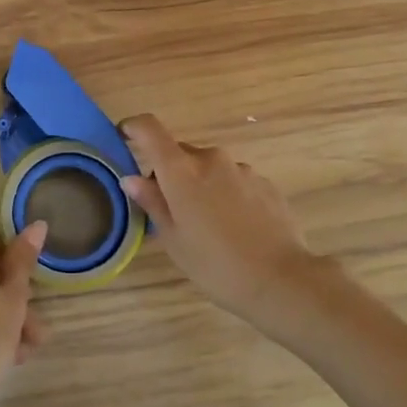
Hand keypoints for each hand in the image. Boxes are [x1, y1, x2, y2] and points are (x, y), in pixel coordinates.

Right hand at [119, 114, 321, 325]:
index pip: (150, 129)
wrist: (281, 280)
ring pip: (209, 168)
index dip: (134, 127)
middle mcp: (211, 159)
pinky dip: (226, 194)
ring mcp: (242, 169)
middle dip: (170, 172)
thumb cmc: (216, 265)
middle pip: (180, 153)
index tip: (124, 136)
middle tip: (169, 209)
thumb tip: (132, 178)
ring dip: (200, 185)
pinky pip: (234, 180)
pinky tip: (234, 227)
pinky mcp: (265, 183)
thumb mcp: (174, 239)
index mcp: (181, 170)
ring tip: (207, 224)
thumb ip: (152, 202)